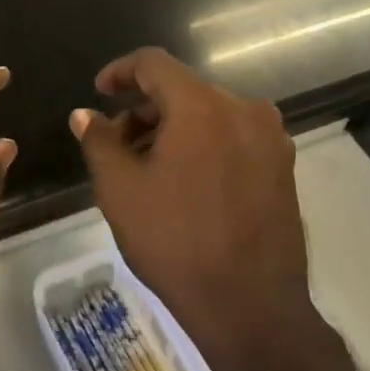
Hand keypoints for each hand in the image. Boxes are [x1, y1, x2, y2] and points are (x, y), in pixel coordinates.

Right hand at [70, 47, 314, 370]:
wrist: (251, 305)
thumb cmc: (176, 243)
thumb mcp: (120, 191)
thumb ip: (99, 141)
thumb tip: (85, 114)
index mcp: (201, 105)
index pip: (154, 64)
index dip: (120, 72)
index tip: (99, 92)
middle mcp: (243, 108)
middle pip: (183, 90)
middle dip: (145, 111)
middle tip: (117, 147)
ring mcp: (270, 137)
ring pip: (209, 115)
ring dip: (174, 130)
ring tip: (149, 170)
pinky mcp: (284, 166)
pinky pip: (234, 137)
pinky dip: (204, 145)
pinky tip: (187, 183)